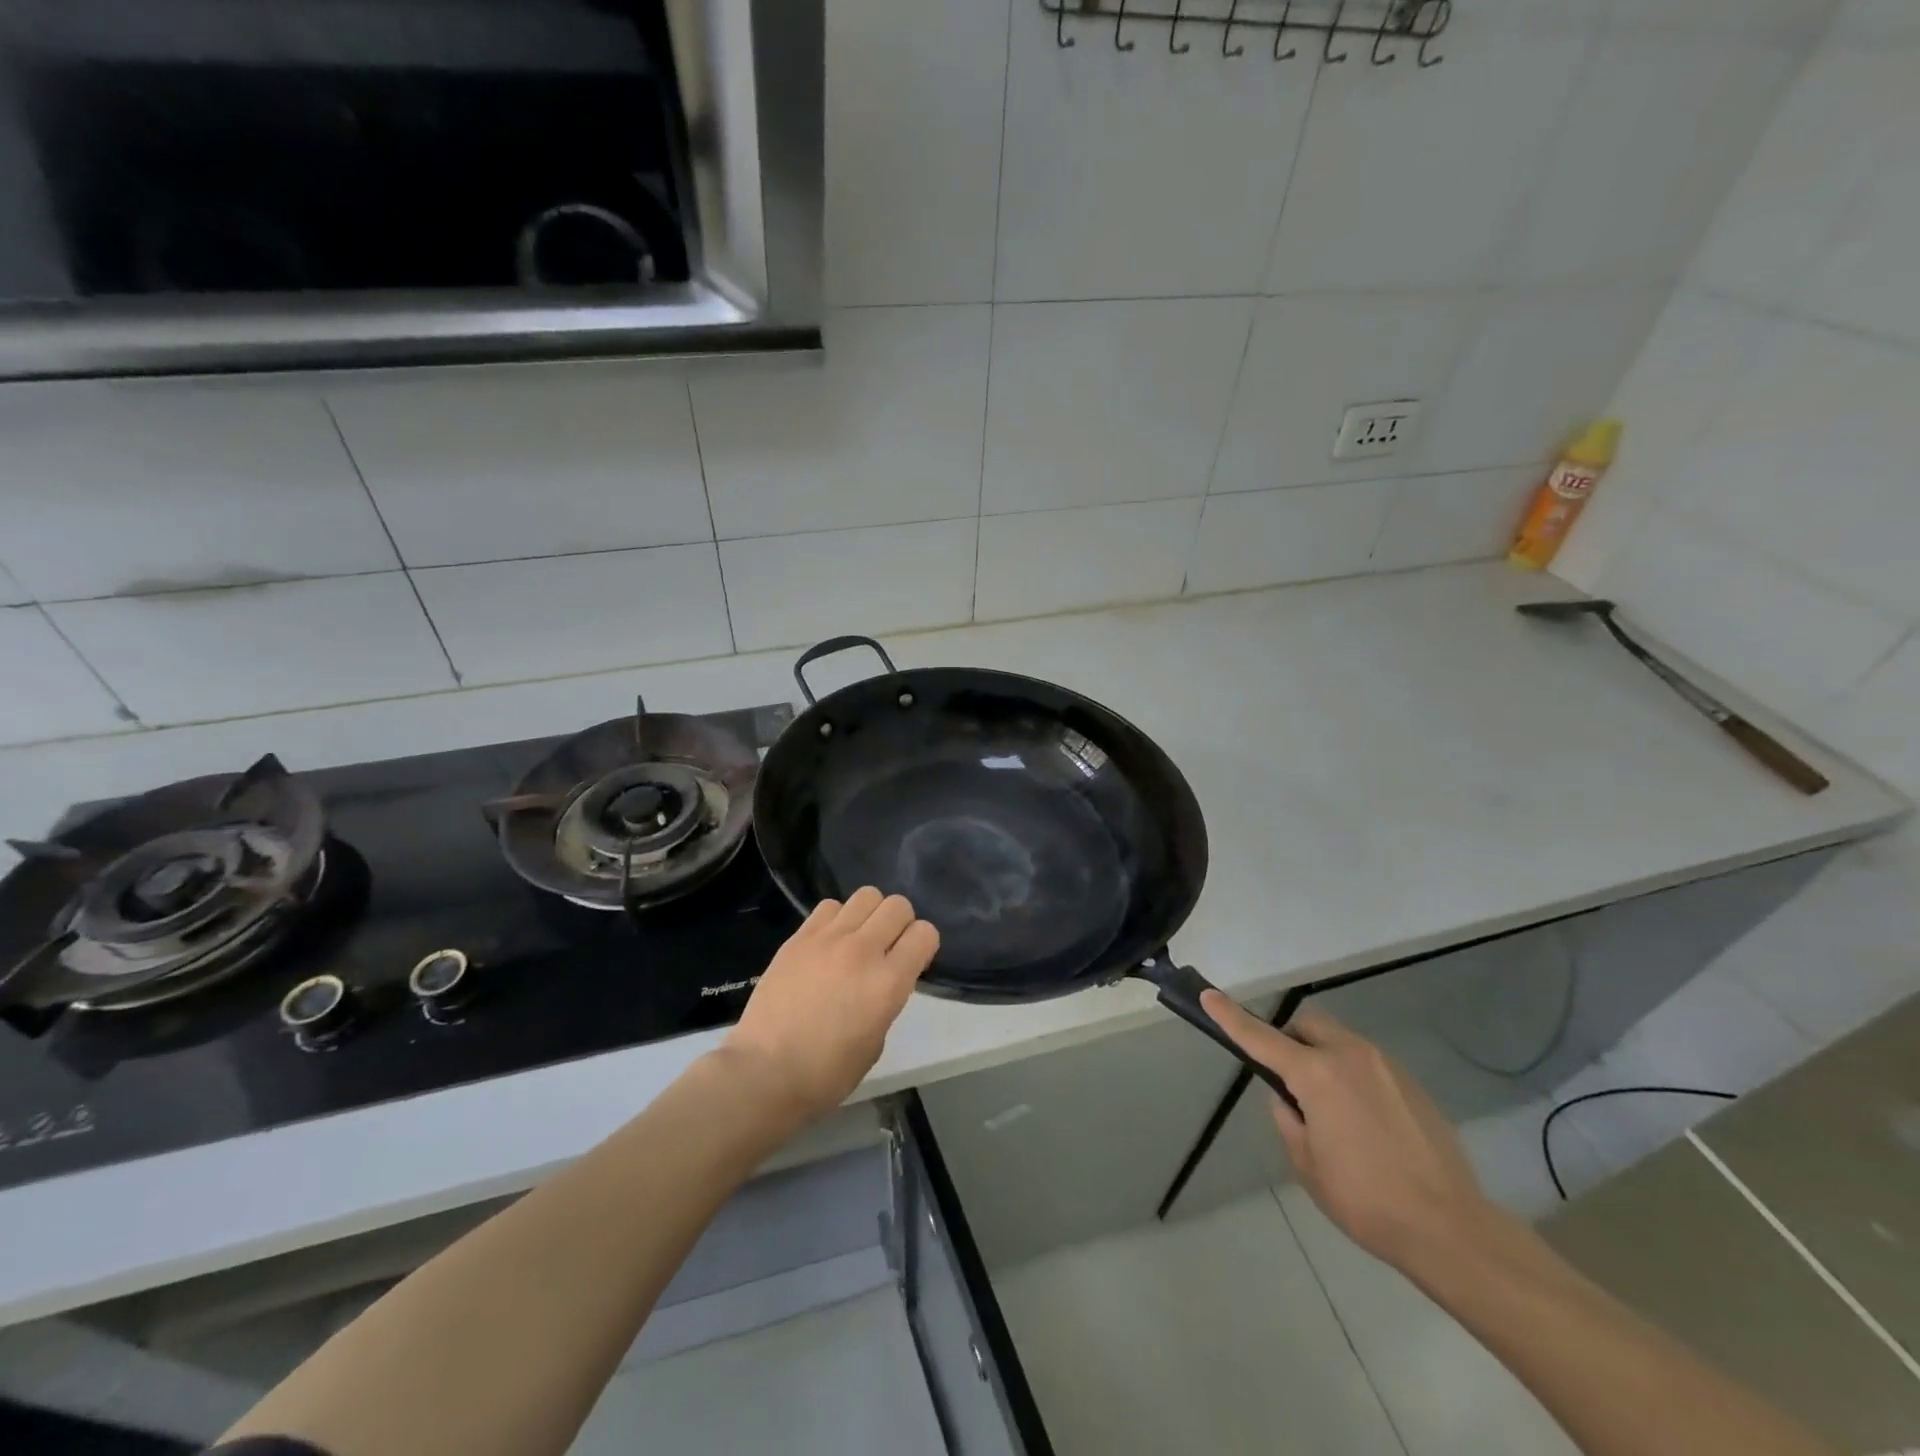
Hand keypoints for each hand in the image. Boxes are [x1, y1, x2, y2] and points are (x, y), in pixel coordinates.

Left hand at [718, 888, 939, 1124]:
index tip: (912, 962)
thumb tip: (882, 979)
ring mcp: (828, 939)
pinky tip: (828, 943)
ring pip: (866, 895)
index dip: (923, 945)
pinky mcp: (798, 937)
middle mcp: (863, 951)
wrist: (764, 1073)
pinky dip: (837, 918)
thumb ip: (886, 999)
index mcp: (888, 983)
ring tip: (858, 939)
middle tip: (887, 947)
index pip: (925, 933)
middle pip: (898, 905)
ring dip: (870, 915)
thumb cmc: (826, 1074)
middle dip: (901, 923)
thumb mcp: (875, 1043)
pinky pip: (829, 906)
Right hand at [1202, 991, 1496, 1272]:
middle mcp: (1350, 1056)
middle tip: (1290, 1081)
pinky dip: (1353, 1078)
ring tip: (1332, 1112)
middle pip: (1307, 1025)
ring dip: (1323, 1059)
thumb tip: (1289, 1101)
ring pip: (1340, 1041)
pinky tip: (1366, 1125)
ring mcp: (1385, 1066)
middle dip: (1291, 1041)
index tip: (1208, 995)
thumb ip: (1288, 1121)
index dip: (1230, 1017)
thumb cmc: (1366, 1200)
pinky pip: (1368, 1065)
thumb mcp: (1307, 1164)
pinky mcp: (1412, 1084)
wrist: (1451, 1229)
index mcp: (1316, 1074)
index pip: (1260, 1037)